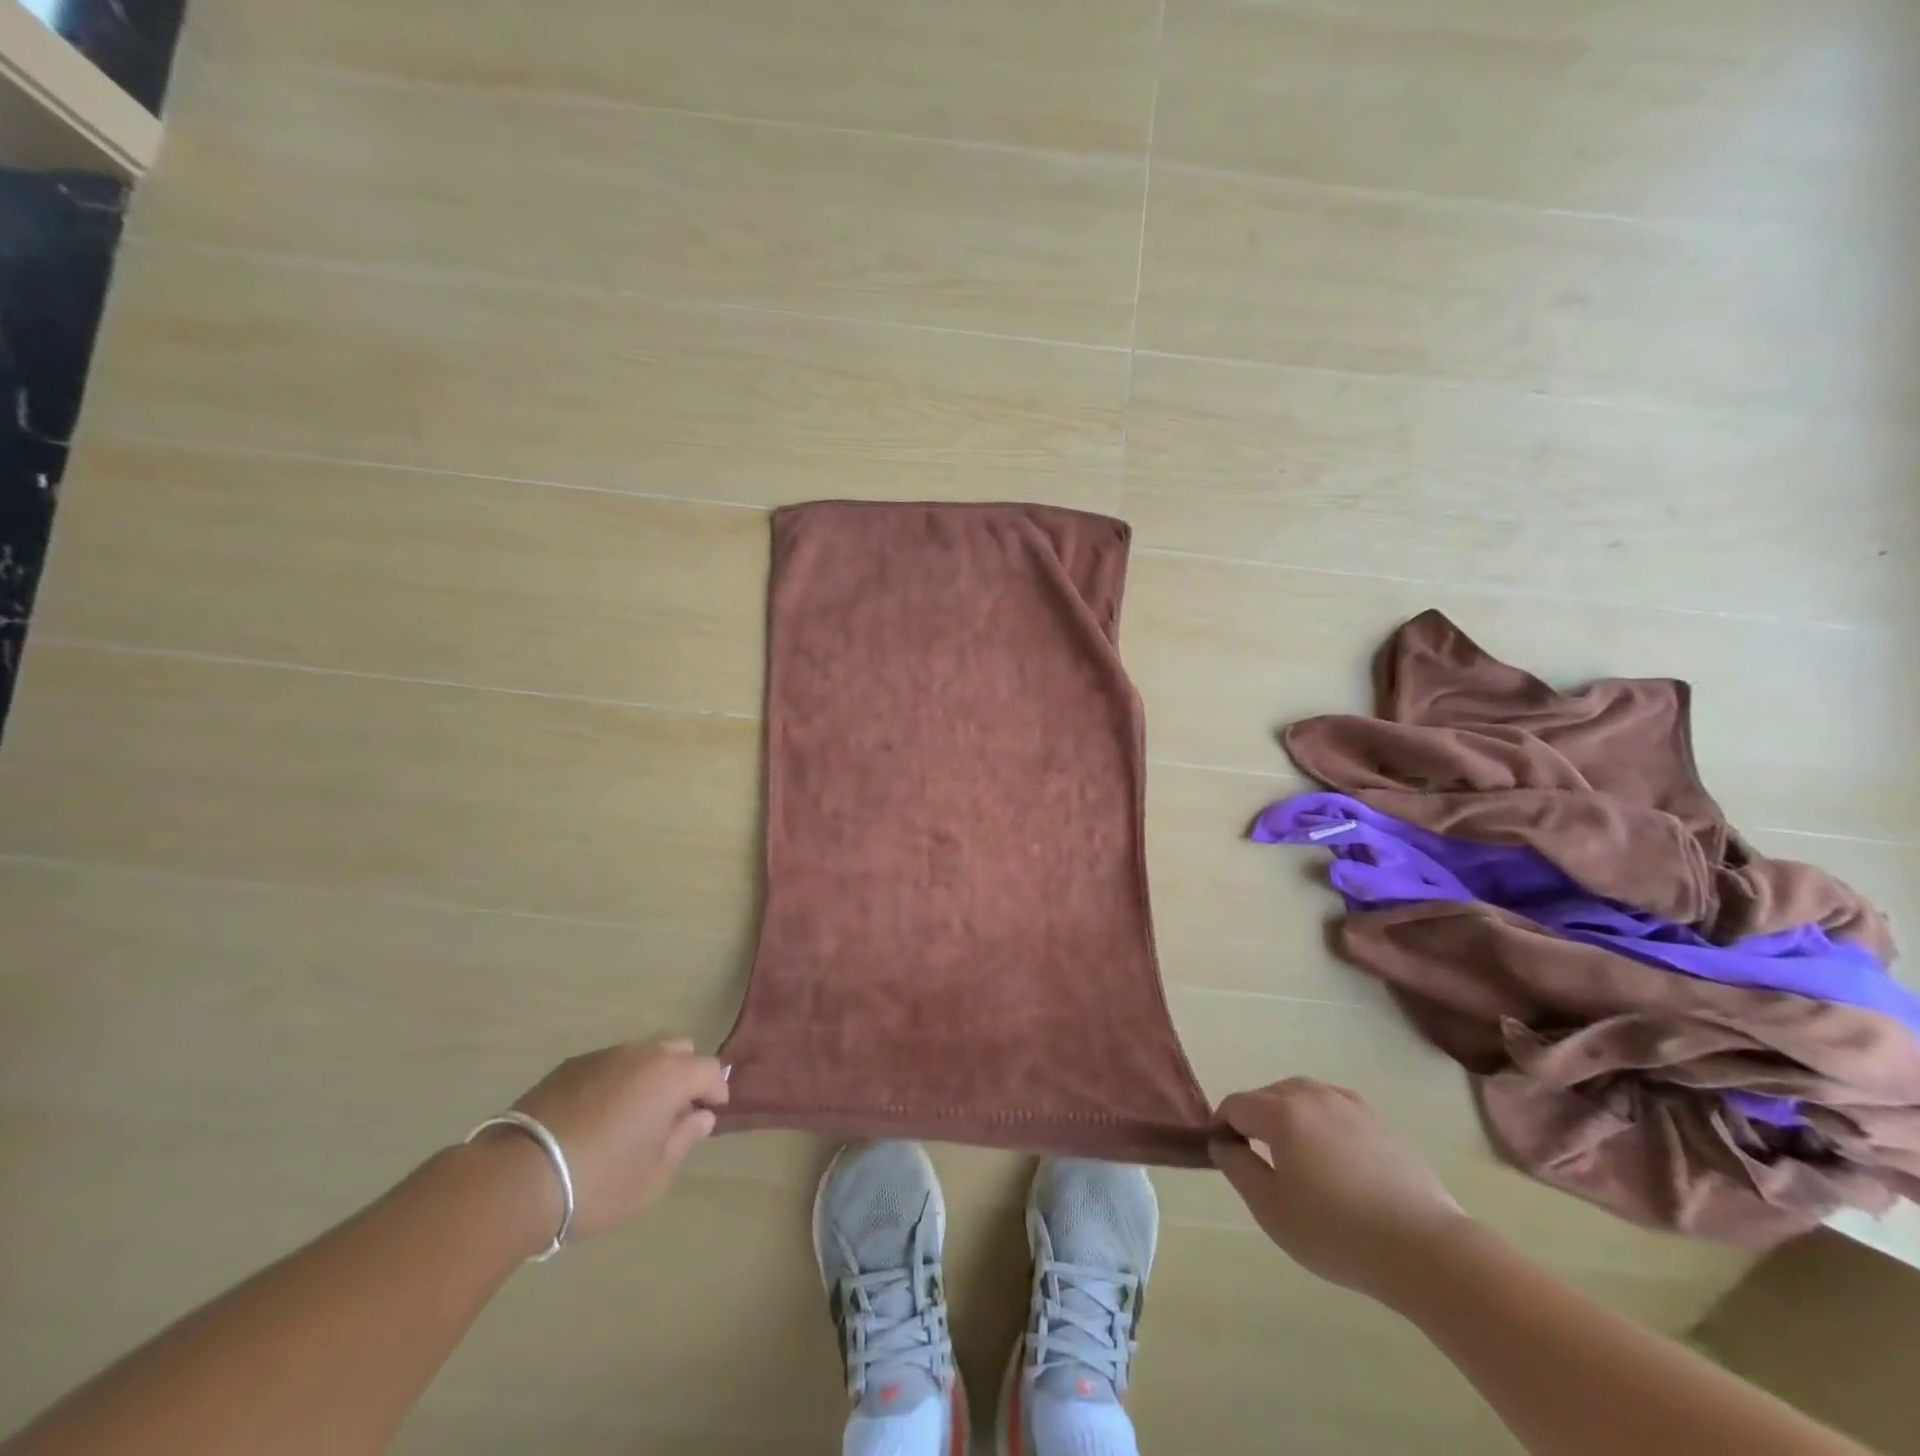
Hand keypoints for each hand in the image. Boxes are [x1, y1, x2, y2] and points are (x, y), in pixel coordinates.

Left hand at [508, 1037, 728, 1240]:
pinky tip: (597, 1117)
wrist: (515, 1179)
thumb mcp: (653, 1176)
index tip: (710, 1115)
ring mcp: (603, 1056)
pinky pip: (608, 1065)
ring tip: (633, 1116)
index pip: (711, 1069)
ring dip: (648, 1076)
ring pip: (641, 1054)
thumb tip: (701, 1116)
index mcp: (670, 1075)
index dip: (716, 1091)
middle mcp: (641, 1054)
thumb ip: (684, 1139)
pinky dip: (615, 1082)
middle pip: (679, 1049)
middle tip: (673, 1113)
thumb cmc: (598, 1182)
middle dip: (685, 1074)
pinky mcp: (569, 1066)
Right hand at [1211, 1078, 1471, 1301]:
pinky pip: (1333, 1107)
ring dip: (1288, 1117)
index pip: (1236, 1105)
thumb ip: (1237, 1167)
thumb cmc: (1338, 1232)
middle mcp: (1312, 1095)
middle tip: (1259, 1162)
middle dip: (1254, 1120)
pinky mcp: (1378, 1120)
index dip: (1222, 1126)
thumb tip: (1222, 1141)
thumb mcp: (1271, 1209)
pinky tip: (1332, 1156)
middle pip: (1267, 1095)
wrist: (1426, 1249)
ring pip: (1302, 1097)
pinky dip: (1320, 1122)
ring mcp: (1349, 1104)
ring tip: (1296, 1159)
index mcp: (1281, 1112)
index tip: (1225, 1156)